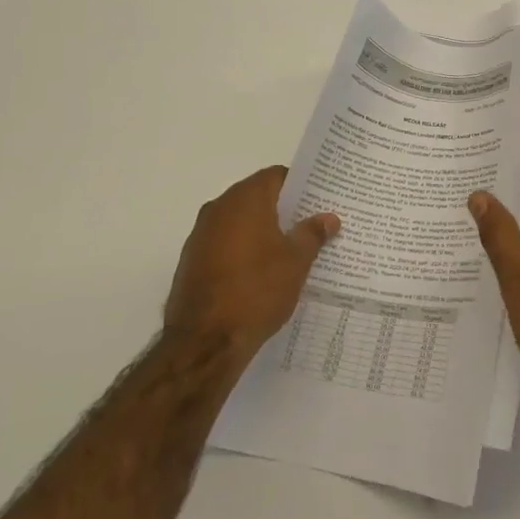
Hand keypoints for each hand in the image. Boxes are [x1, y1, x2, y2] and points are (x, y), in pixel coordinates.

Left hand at [163, 167, 339, 361]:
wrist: (204, 342)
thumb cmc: (256, 290)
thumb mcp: (296, 261)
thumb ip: (312, 233)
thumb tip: (328, 218)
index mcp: (244, 199)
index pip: (276, 176)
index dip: (300, 186)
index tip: (320, 200)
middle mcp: (218, 209)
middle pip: (257, 197)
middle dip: (284, 210)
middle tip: (312, 225)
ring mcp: (200, 236)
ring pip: (240, 222)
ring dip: (263, 231)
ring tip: (291, 251)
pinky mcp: (192, 262)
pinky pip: (225, 245)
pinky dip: (244, 251)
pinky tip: (262, 274)